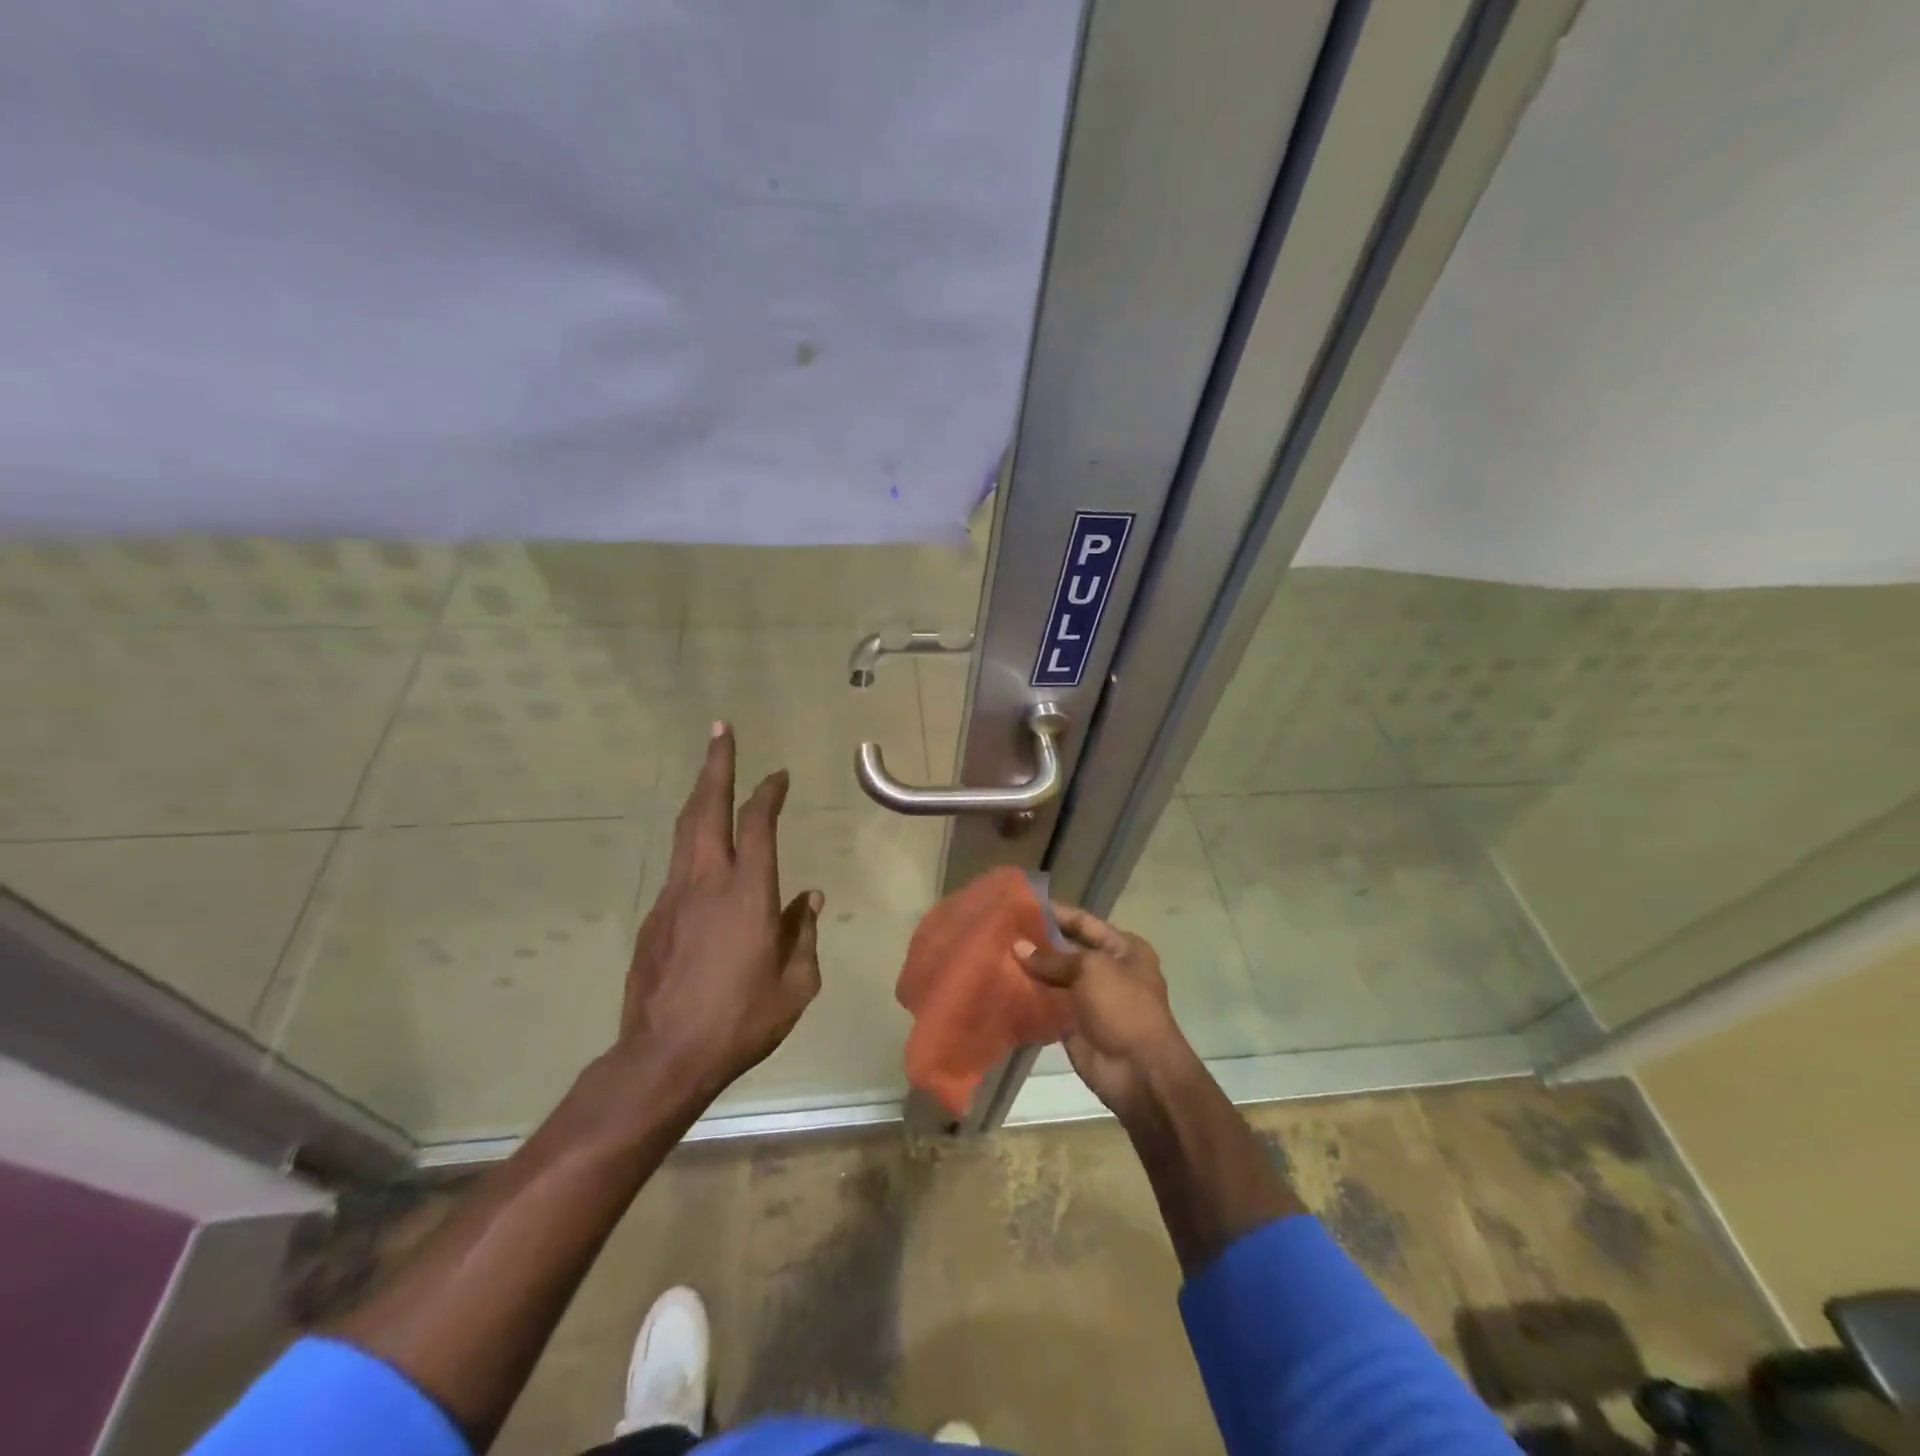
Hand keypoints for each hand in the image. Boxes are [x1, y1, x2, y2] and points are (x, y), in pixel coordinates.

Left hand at [617, 723, 822, 1104]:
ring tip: (709, 771)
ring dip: (700, 795)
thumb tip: (808, 898)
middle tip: (720, 731)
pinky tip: (703, 852)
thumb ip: (803, 933)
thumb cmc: (741, 1020)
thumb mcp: (796, 984)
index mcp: (749, 893)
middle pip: (708, 808)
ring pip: (685, 830)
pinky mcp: (654, 918)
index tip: (779, 776)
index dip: (769, 792)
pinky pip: (678, 867)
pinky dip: (692, 843)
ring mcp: (674, 897)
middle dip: (717, 765)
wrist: (665, 1056)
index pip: (759, 823)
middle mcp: (707, 881)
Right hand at [1015, 904, 1188, 1115]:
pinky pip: (1047, 1005)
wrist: (1139, 1072)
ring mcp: (1090, 999)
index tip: (1021, 905)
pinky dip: (1028, 998)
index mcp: (1123, 949)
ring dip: (1030, 970)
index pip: (1083, 922)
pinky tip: (1002, 985)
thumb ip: (1053, 958)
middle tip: (1001, 931)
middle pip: (1067, 949)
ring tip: (994, 954)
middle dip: (1038, 942)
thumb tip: (1018, 947)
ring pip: (1054, 978)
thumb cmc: (1123, 1007)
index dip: (1055, 913)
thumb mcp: (1091, 970)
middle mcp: (1107, 969)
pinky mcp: (1073, 1025)